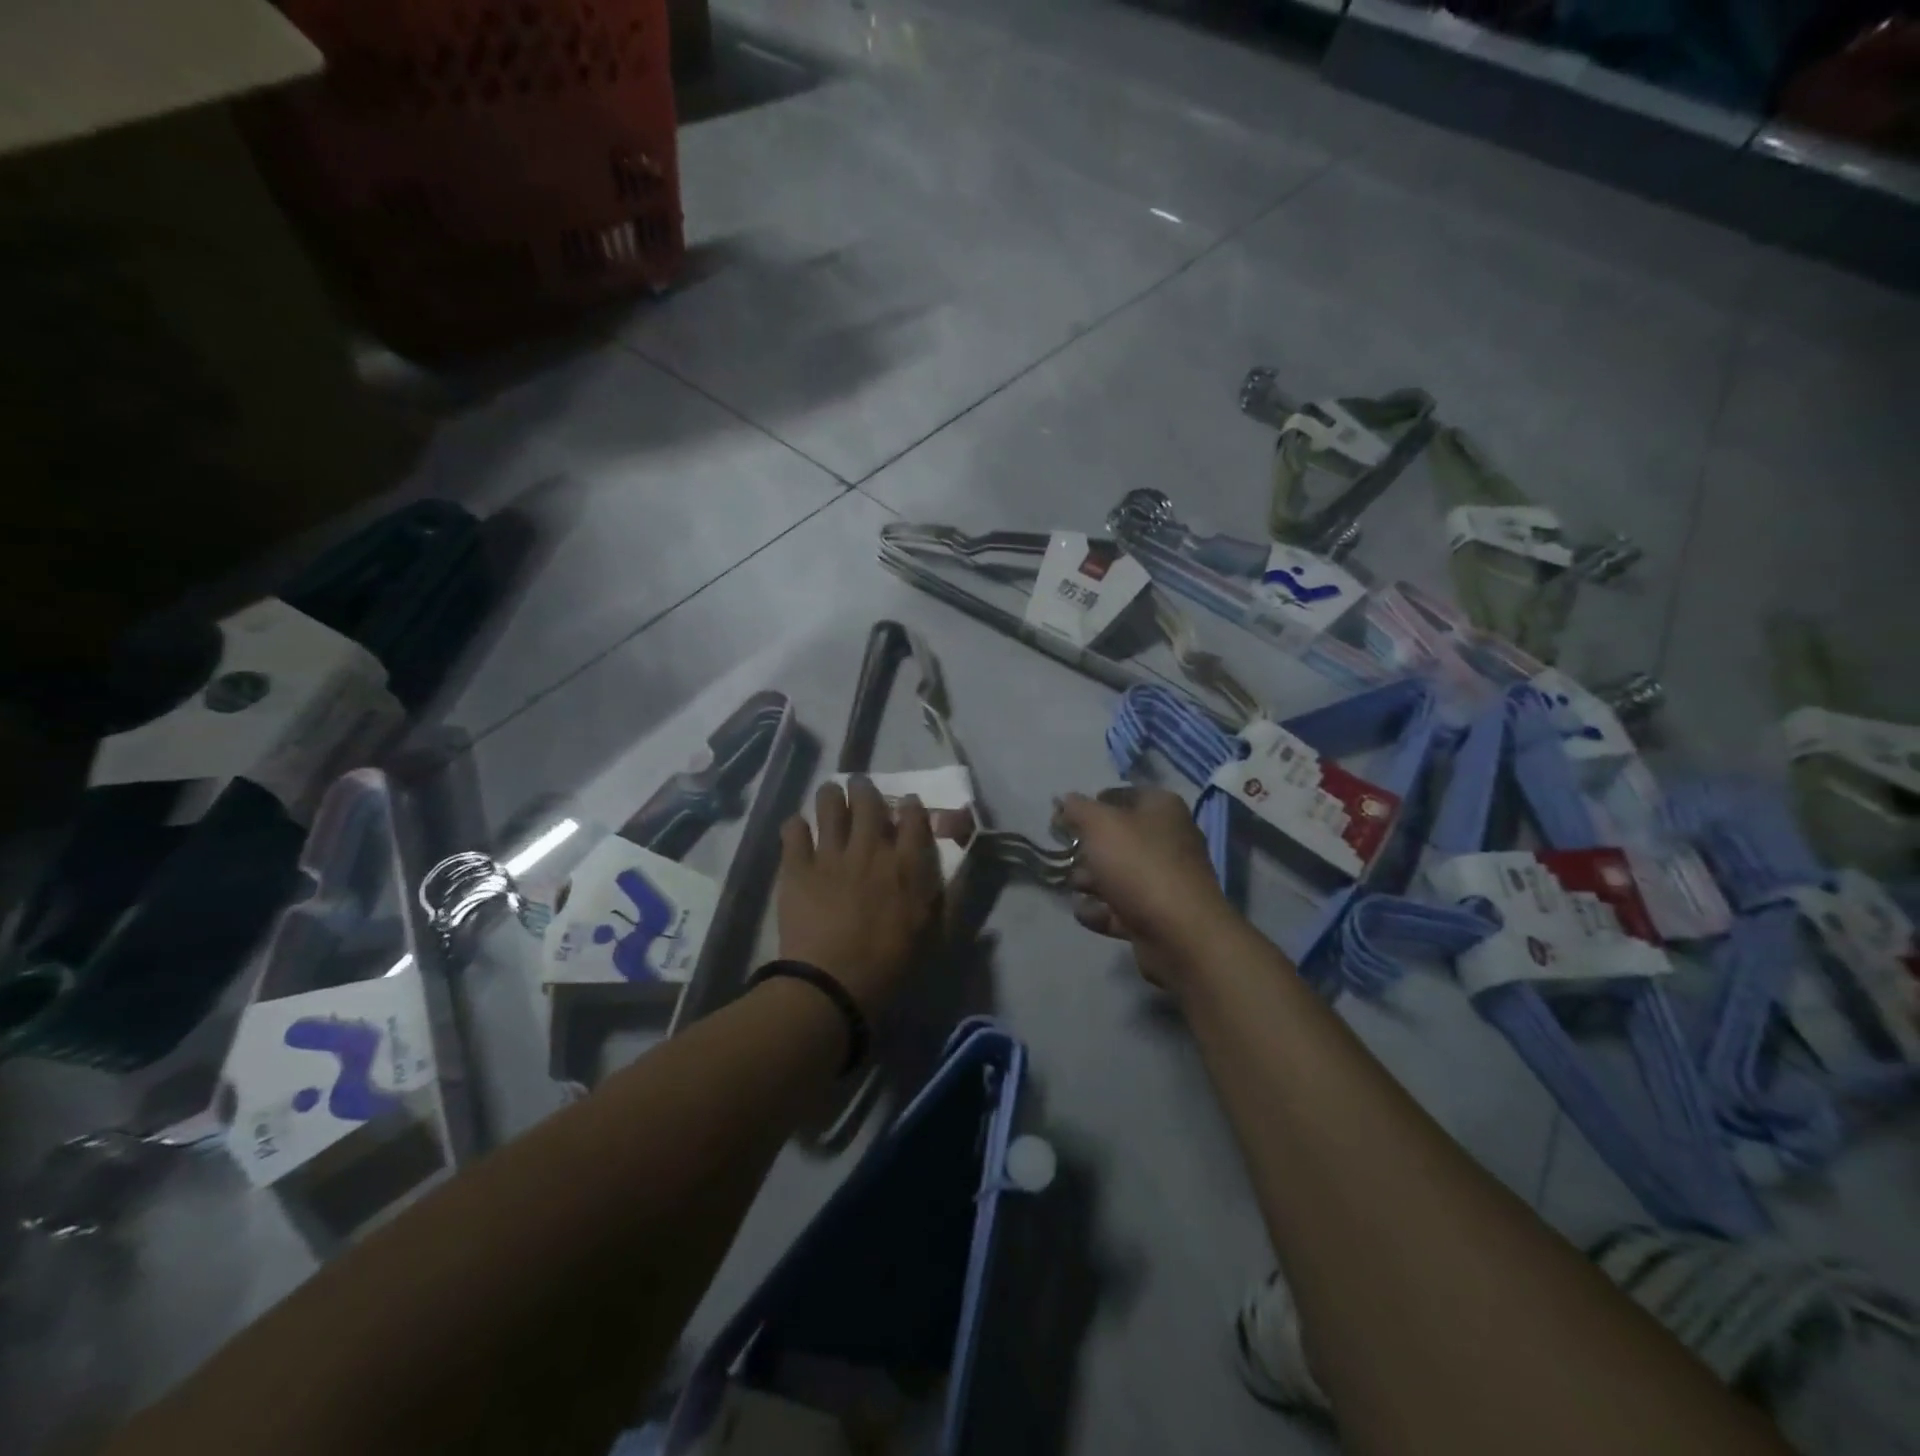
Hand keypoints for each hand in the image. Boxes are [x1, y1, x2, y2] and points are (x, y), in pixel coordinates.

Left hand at [777, 777, 943, 1015]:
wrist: (833, 985)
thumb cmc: (891, 967)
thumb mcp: (934, 934)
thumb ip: (947, 898)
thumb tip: (957, 872)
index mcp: (906, 865)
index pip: (914, 818)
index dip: (911, 805)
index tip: (907, 803)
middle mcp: (870, 850)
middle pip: (868, 802)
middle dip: (865, 789)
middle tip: (860, 787)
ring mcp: (831, 855)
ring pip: (829, 806)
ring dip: (830, 795)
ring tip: (830, 793)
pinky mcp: (797, 868)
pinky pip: (793, 831)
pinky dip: (796, 825)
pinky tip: (798, 828)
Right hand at [1055, 786, 1237, 989]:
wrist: (1180, 933)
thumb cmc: (1139, 865)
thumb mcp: (1100, 825)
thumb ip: (1078, 809)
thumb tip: (1065, 800)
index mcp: (1162, 809)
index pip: (1122, 795)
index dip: (1092, 804)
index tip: (1064, 819)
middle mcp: (1169, 840)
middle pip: (1119, 838)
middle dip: (1088, 848)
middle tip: (1066, 855)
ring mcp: (1166, 880)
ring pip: (1119, 874)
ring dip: (1091, 881)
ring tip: (1074, 887)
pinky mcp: (1159, 915)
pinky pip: (1123, 907)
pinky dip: (1101, 911)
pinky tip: (1084, 913)